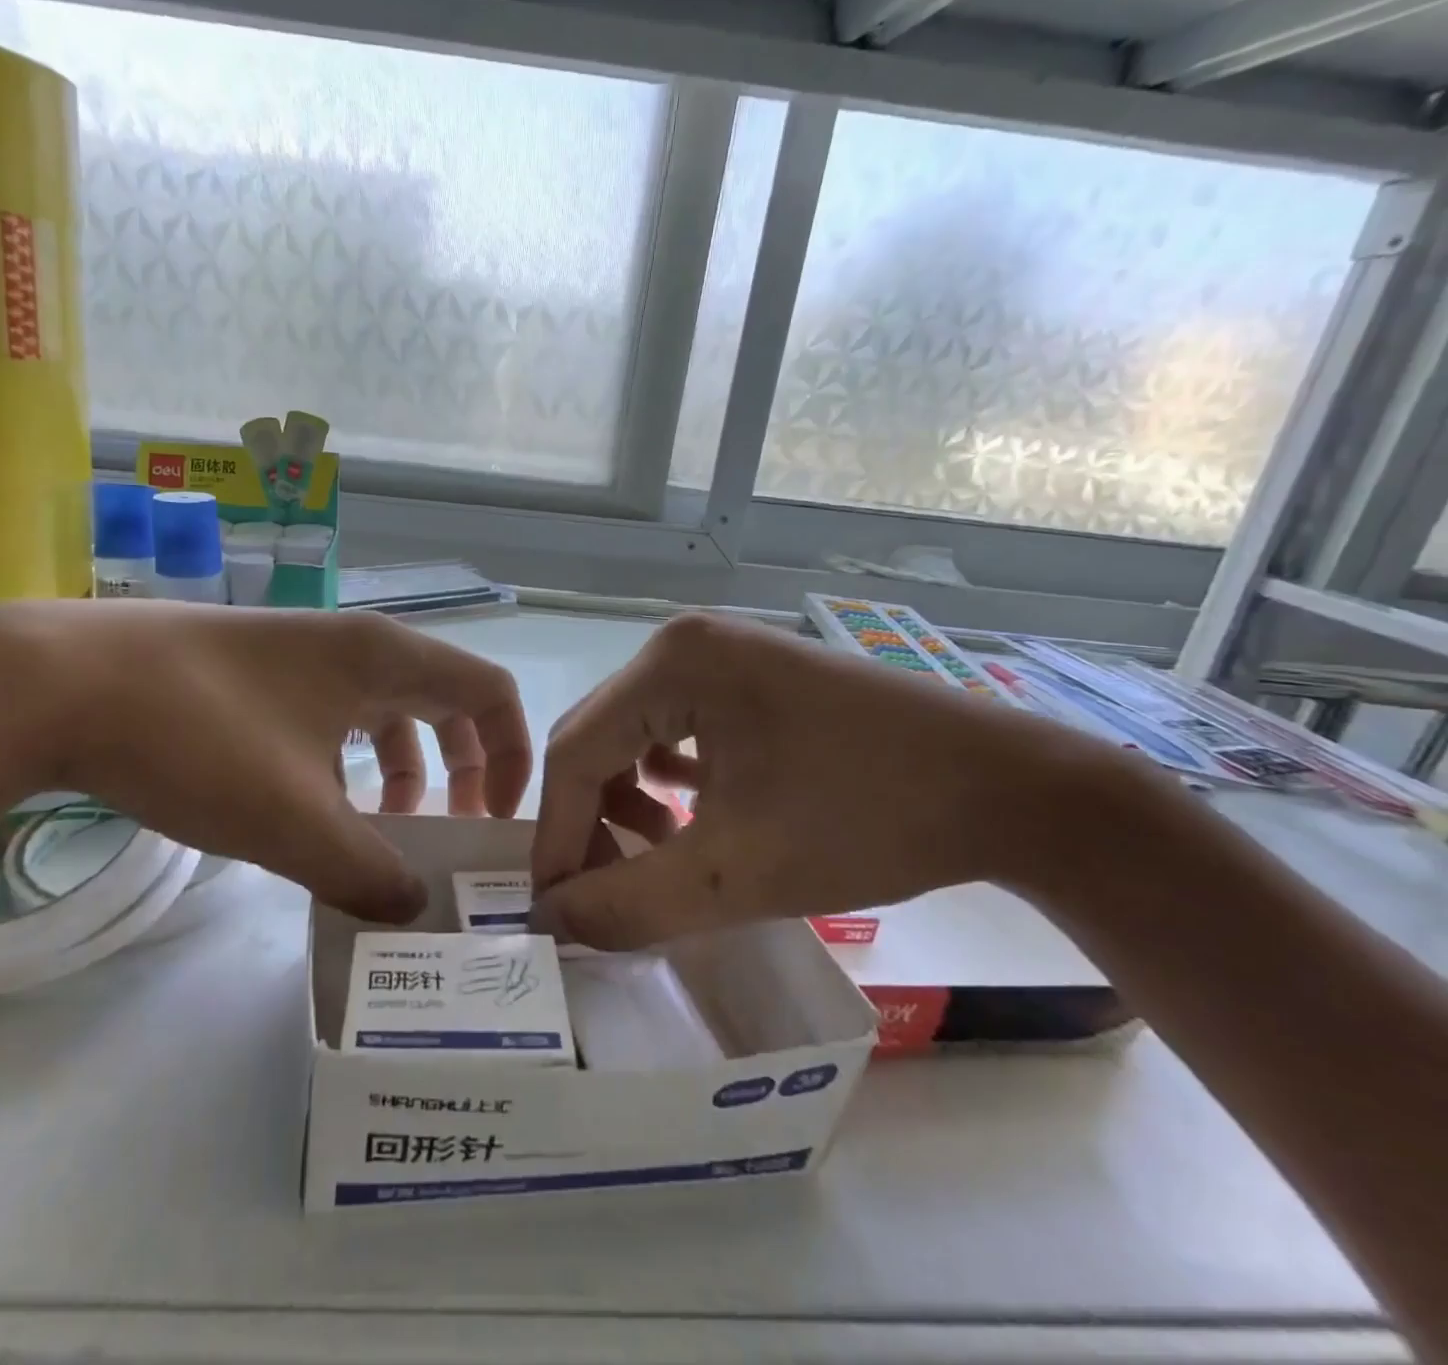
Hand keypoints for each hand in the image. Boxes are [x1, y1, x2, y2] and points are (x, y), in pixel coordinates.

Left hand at [0, 602, 529, 922]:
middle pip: (443, 700)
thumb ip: (367, 873)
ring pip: (383, 711)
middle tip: (448, 833)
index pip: (490, 692)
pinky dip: (345, 764)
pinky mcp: (255, 672)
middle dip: (461, 769)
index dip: (512, 754)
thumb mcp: (294, 822)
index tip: (493, 821)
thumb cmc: (196, 738)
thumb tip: (411, 913)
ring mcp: (300, 653)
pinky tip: (311, 810)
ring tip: (378, 833)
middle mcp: (353, 644)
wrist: (52, 683)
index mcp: (384, 658)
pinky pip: (332, 716)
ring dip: (400, 771)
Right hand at [529, 611, 1116, 948]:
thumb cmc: (868, 820)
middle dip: (590, 820)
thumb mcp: (735, 874)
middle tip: (600, 891)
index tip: (553, 911)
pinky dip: (665, 779)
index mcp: (671, 663)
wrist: (1014, 791)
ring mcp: (721, 654)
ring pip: (633, 736)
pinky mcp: (750, 678)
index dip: (557, 837)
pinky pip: (676, 728)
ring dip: (624, 802)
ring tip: (651, 856)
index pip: (576, 753)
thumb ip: (627, 904)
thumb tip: (551, 922)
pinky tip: (682, 817)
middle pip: (599, 739)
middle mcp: (683, 643)